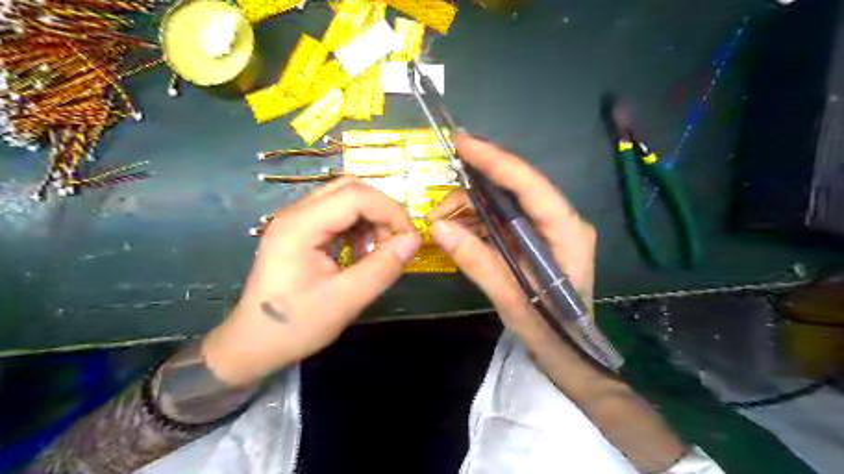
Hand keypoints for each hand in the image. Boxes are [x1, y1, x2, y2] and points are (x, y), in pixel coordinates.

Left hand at [201, 178, 417, 384]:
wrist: (254, 344)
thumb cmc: (296, 326)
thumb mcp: (345, 301)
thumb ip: (382, 268)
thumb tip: (414, 240)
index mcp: (300, 226)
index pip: (355, 196)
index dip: (390, 211)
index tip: (410, 240)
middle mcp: (296, 213)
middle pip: (351, 189)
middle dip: (382, 211)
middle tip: (396, 242)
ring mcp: (297, 219)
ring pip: (347, 198)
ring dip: (372, 218)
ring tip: (379, 250)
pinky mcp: (302, 230)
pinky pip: (339, 214)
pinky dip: (359, 227)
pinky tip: (361, 253)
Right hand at [425, 134, 596, 343]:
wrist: (571, 353)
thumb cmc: (550, 331)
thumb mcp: (511, 299)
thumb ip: (476, 261)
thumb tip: (437, 227)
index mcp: (567, 232)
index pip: (529, 185)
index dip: (495, 160)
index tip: (461, 143)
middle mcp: (562, 221)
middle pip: (514, 190)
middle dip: (472, 191)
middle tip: (437, 208)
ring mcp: (550, 229)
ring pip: (505, 204)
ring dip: (471, 209)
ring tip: (441, 225)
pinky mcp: (537, 239)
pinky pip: (504, 220)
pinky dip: (478, 222)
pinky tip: (458, 232)